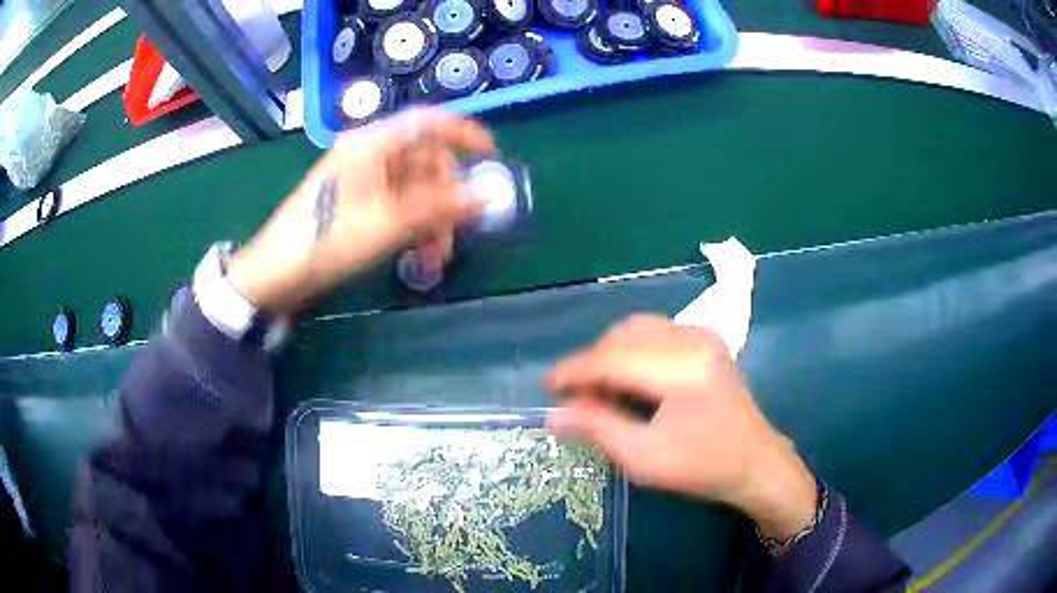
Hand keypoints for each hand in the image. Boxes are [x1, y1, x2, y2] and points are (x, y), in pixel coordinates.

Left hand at [227, 109, 493, 313]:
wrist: (276, 274)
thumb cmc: (326, 241)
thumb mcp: (386, 224)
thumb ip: (438, 208)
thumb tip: (483, 197)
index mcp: (372, 146)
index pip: (426, 123)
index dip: (462, 134)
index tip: (491, 156)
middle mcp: (369, 156)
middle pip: (425, 162)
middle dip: (447, 198)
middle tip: (457, 233)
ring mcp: (363, 181)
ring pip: (415, 189)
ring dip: (432, 220)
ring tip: (436, 258)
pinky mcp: (358, 204)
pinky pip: (399, 206)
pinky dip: (414, 227)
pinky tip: (420, 255)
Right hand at [547, 315, 817, 541]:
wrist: (755, 461)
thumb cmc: (703, 467)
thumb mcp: (645, 459)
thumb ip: (598, 429)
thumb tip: (553, 413)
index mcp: (682, 369)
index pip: (612, 358)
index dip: (574, 370)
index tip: (547, 387)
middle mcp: (692, 339)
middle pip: (621, 337)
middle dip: (590, 363)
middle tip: (575, 398)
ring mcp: (702, 334)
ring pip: (635, 328)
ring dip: (609, 354)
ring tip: (599, 389)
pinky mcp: (705, 338)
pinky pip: (653, 331)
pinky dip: (630, 350)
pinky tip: (627, 378)